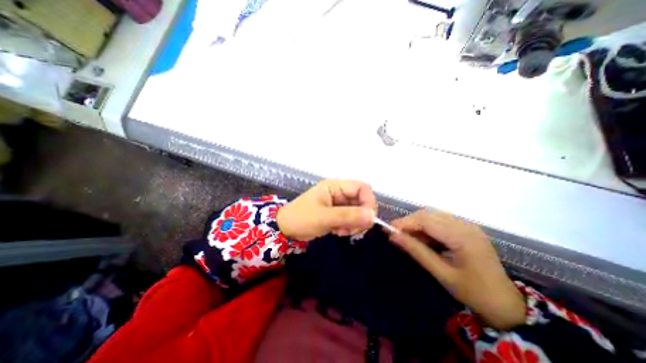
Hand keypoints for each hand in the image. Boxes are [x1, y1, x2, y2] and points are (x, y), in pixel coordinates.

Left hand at [277, 180, 378, 241]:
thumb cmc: (301, 218)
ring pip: (357, 211)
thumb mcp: (324, 217)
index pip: (362, 188)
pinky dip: (348, 227)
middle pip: (361, 201)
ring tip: (341, 231)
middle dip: (360, 216)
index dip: (369, 202)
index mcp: (335, 186)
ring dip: (354, 223)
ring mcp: (338, 203)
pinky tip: (338, 232)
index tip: (368, 219)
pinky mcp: (336, 213)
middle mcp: (339, 192)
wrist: (285, 229)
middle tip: (353, 230)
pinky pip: (350, 219)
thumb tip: (373, 216)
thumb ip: (348, 216)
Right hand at [387, 210, 523, 331]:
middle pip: (429, 214)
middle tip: (396, 235)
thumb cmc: (474, 292)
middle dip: (409, 222)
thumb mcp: (442, 274)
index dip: (405, 222)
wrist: (506, 303)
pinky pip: (440, 221)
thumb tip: (393, 237)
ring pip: (433, 216)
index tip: (388, 229)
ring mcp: (467, 225)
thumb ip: (417, 252)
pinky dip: (427, 228)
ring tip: (409, 239)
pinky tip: (424, 240)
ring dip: (417, 225)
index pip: (426, 220)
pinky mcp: (465, 228)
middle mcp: (465, 225)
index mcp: (463, 237)